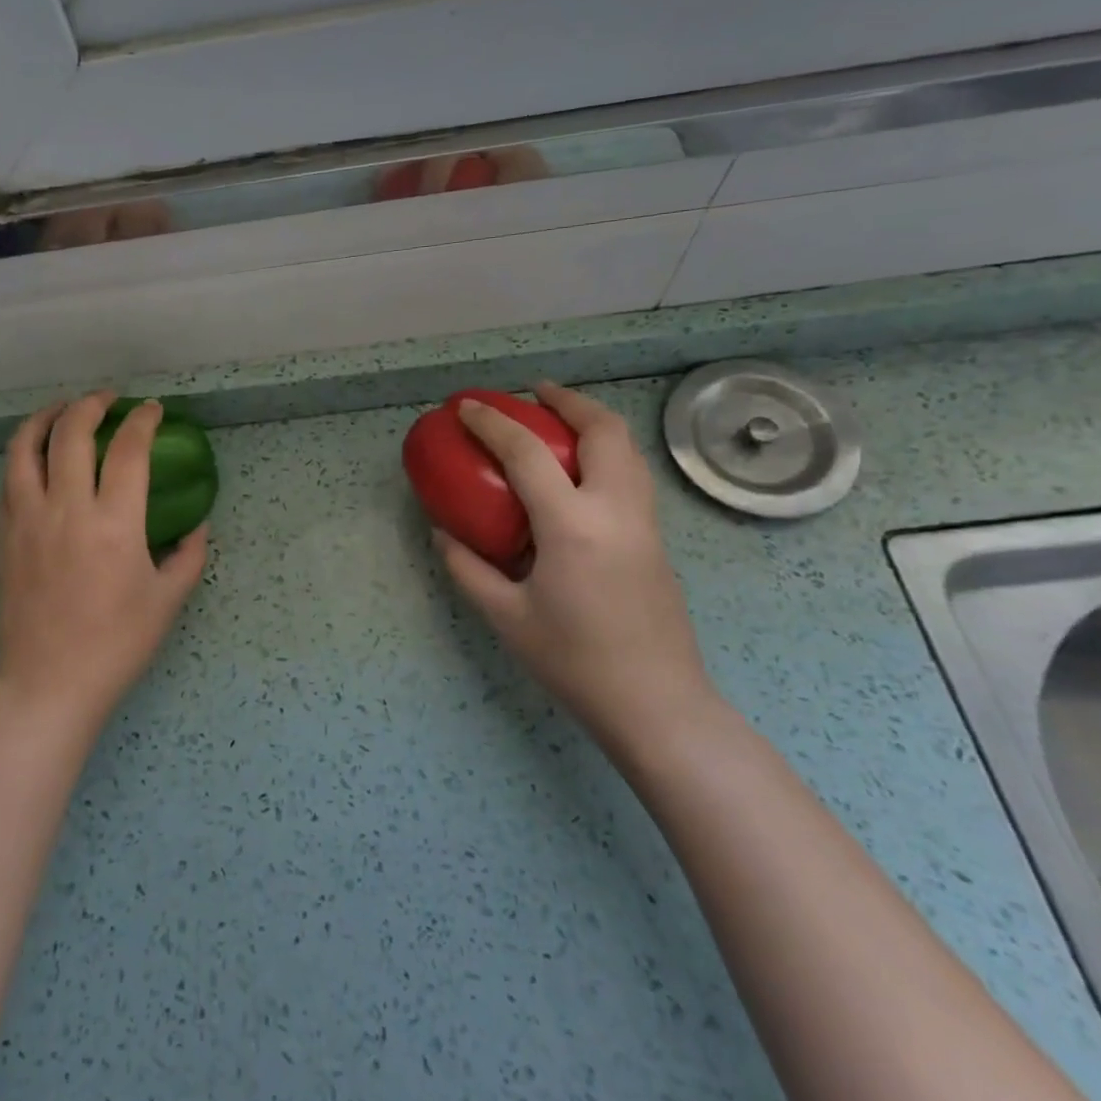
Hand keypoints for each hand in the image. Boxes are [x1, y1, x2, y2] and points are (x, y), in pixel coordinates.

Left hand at [0, 393, 208, 728]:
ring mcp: (28, 520)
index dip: (143, 421)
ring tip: (63, 410)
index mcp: (114, 524)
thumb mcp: (168, 599)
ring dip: (45, 417)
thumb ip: (190, 554)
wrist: (49, 683)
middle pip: (70, 433)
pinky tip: (38, 456)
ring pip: (24, 447)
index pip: (127, 450)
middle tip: (109, 400)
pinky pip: (9, 478)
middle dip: (91, 405)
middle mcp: (66, 510)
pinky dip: (25, 452)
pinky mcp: (5, 535)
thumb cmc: (117, 644)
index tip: (153, 410)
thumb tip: (197, 524)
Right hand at [436, 383, 719, 756]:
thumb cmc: (574, 662)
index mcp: (572, 526)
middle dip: (566, 401)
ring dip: (592, 421)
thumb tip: (442, 532)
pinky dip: (606, 451)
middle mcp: (616, 510)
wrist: (657, 705)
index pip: (527, 454)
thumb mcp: (505, 617)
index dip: (493, 423)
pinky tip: (578, 473)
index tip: (467, 407)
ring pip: (627, 448)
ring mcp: (645, 523)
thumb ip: (467, 567)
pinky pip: (632, 474)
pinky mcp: (657, 539)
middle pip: (603, 430)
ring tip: (558, 420)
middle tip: (532, 394)